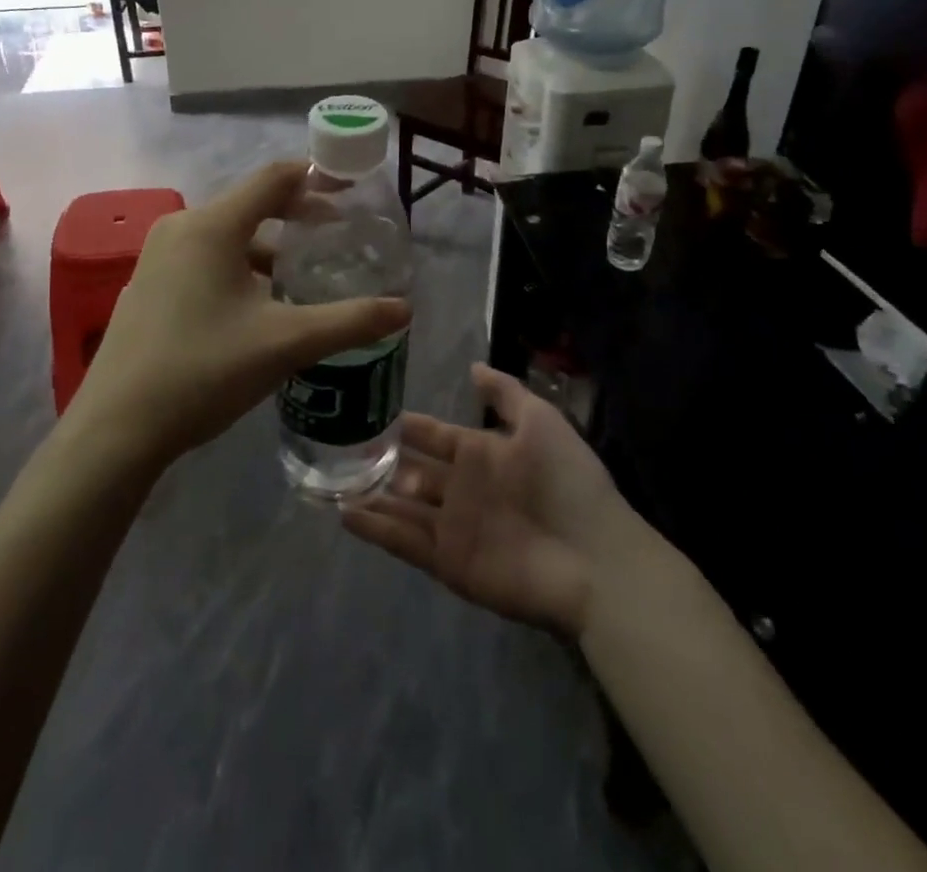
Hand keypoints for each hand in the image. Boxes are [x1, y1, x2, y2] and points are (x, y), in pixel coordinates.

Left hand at [67, 160, 411, 467]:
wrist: (117, 428)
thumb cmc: (204, 371)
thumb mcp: (285, 344)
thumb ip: (348, 322)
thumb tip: (403, 310)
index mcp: (213, 226)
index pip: (274, 178)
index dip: (317, 178)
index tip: (352, 191)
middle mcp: (182, 228)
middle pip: (251, 204)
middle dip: (297, 215)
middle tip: (339, 234)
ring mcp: (159, 257)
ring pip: (228, 236)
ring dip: (268, 248)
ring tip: (304, 275)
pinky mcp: (149, 286)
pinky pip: (205, 259)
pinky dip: (240, 267)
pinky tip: (259, 306)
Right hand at [341, 365, 642, 636]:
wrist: (593, 558)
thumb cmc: (567, 481)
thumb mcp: (540, 421)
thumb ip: (504, 393)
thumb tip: (472, 366)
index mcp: (481, 453)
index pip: (433, 435)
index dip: (407, 425)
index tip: (371, 409)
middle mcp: (461, 487)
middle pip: (412, 470)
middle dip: (382, 460)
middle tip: (340, 446)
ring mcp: (452, 525)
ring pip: (401, 505)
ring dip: (372, 494)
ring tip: (332, 480)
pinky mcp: (447, 561)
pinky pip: (404, 542)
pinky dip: (376, 529)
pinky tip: (345, 514)